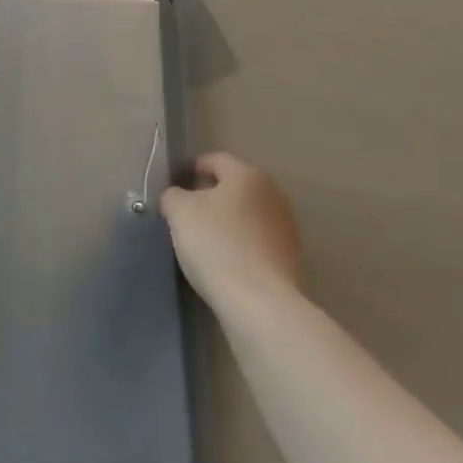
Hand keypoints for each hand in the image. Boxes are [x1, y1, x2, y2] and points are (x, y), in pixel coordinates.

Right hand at [159, 152, 302, 312]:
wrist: (259, 302)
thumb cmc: (216, 244)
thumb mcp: (179, 212)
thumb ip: (173, 195)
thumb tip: (176, 197)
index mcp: (247, 174)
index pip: (215, 160)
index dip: (191, 169)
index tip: (174, 188)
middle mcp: (272, 193)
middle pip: (234, 187)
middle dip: (210, 196)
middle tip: (186, 216)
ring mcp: (285, 226)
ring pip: (247, 214)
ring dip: (227, 222)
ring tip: (204, 242)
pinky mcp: (290, 257)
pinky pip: (257, 241)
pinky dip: (241, 245)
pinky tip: (225, 262)